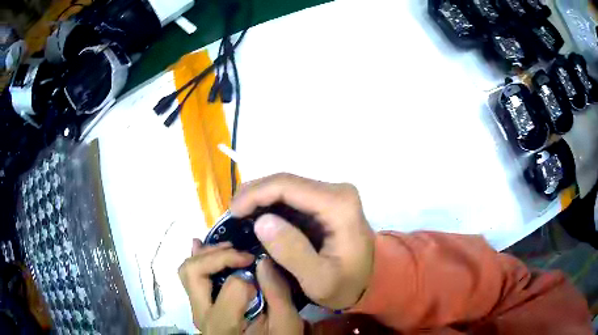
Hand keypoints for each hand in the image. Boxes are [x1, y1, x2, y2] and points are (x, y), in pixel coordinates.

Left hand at [179, 239, 303, 334]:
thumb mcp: (285, 325)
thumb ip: (277, 296)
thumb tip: (264, 261)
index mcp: (224, 325)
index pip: (231, 288)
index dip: (250, 276)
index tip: (264, 275)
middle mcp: (202, 315)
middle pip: (194, 272)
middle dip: (219, 256)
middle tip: (245, 255)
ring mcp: (196, 309)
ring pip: (188, 270)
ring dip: (208, 254)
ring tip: (231, 249)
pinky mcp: (198, 305)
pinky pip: (189, 276)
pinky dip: (197, 258)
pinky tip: (201, 244)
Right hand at [231, 173, 374, 309]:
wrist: (370, 281)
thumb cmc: (347, 284)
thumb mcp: (319, 280)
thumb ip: (292, 252)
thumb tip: (261, 221)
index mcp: (338, 204)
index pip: (287, 185)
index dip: (254, 194)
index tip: (233, 213)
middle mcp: (336, 191)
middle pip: (284, 181)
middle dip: (253, 195)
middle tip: (232, 217)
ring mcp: (331, 194)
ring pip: (285, 186)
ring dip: (259, 199)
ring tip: (240, 219)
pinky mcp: (325, 201)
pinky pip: (291, 196)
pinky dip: (270, 205)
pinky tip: (257, 219)